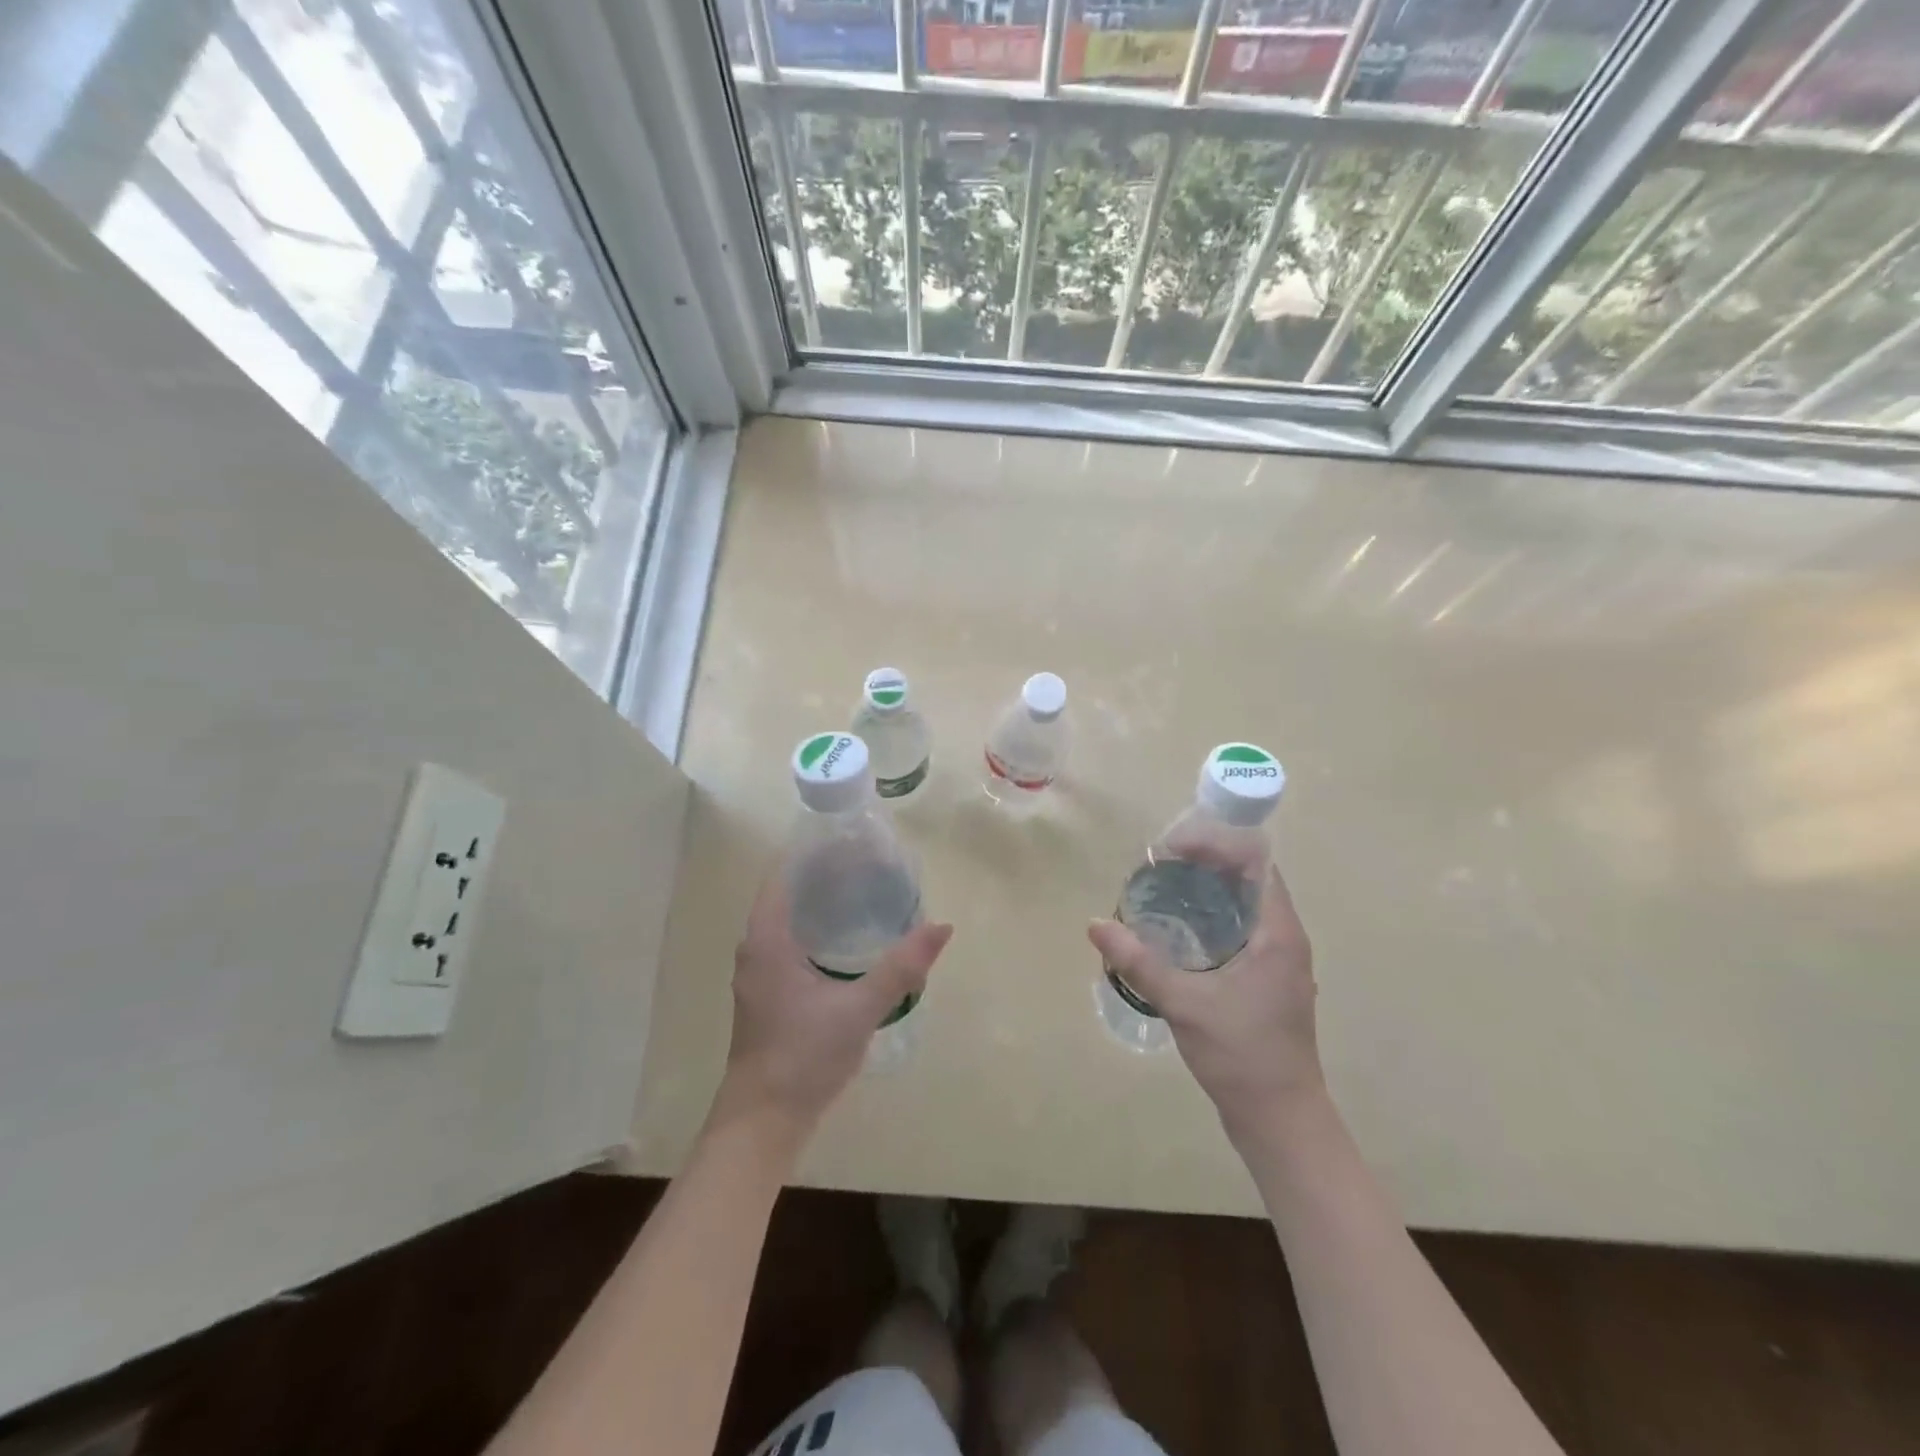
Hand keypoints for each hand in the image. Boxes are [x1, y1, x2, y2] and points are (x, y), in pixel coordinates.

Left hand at [714, 872, 953, 1142]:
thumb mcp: (858, 1009)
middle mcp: (756, 948)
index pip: (783, 873)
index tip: (851, 839)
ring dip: (821, 903)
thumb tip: (941, 927)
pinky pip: (792, 943)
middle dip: (825, 874)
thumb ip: (900, 968)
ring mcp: (760, 973)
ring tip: (865, 891)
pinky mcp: (769, 994)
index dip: (813, 851)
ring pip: (790, 920)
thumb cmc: (803, 1057)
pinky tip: (849, 939)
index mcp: (766, 939)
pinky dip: (818, 929)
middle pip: (788, 892)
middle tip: (870, 862)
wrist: (763, 1122)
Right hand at [1088, 867, 1322, 1141]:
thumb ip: (1139, 962)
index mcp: (1277, 932)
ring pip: (1244, 906)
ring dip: (1207, 891)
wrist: (1280, 1121)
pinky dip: (1211, 918)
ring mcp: (1279, 962)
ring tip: (1161, 891)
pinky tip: (1177, 933)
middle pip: (1248, 878)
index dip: (1216, 845)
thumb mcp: (1184, 1004)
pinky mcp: (1268, 981)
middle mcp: (1284, 938)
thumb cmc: (1242, 1056)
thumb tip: (1096, 925)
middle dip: (1204, 864)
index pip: (1255, 861)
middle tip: (1157, 868)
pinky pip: (1241, 930)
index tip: (1172, 850)